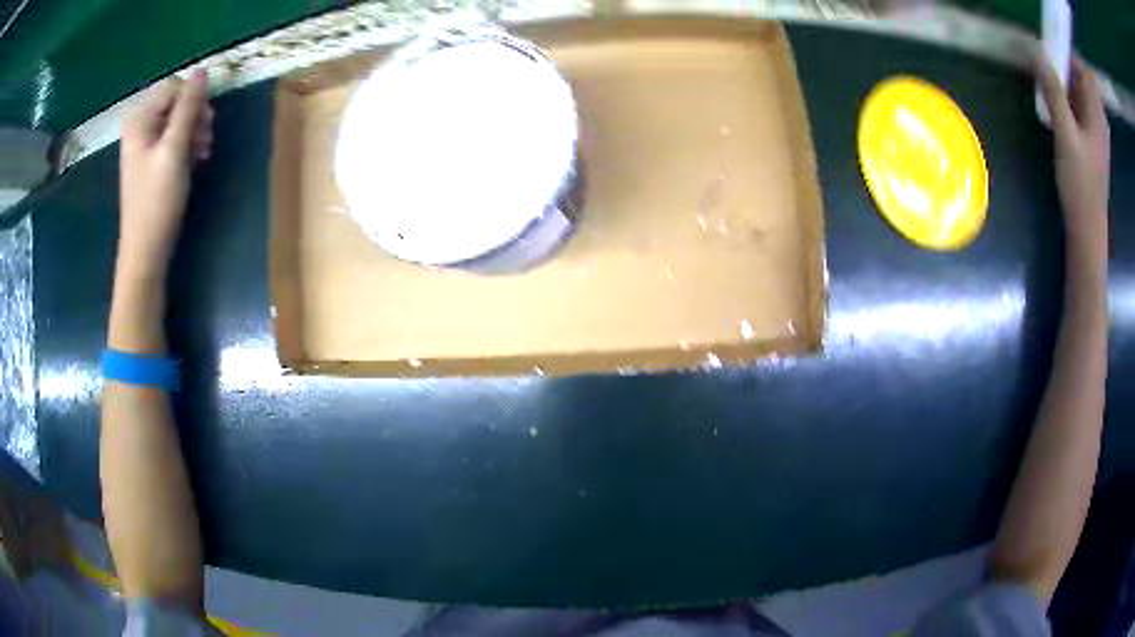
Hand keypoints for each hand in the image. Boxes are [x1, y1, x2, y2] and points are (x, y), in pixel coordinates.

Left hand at [117, 70, 212, 281]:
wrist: (145, 248)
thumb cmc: (157, 200)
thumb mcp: (175, 149)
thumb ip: (188, 108)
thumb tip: (203, 71)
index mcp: (139, 119)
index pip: (173, 86)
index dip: (192, 99)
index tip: (205, 123)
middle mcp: (139, 125)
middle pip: (175, 101)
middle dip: (194, 115)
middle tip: (206, 139)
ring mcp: (144, 143)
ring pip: (177, 119)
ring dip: (194, 130)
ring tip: (203, 152)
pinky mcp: (150, 159)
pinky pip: (173, 137)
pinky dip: (187, 144)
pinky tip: (195, 159)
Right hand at [1034, 52, 1109, 246]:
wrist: (1088, 228)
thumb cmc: (1081, 185)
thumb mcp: (1066, 135)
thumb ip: (1054, 92)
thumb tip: (1037, 52)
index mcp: (1097, 115)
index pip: (1086, 72)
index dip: (1070, 56)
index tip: (1052, 51)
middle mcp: (1098, 118)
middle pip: (1081, 79)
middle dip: (1063, 67)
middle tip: (1044, 68)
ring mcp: (1095, 130)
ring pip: (1078, 92)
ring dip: (1063, 83)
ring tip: (1046, 88)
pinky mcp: (1090, 139)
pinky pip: (1077, 107)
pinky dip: (1065, 99)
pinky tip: (1055, 108)